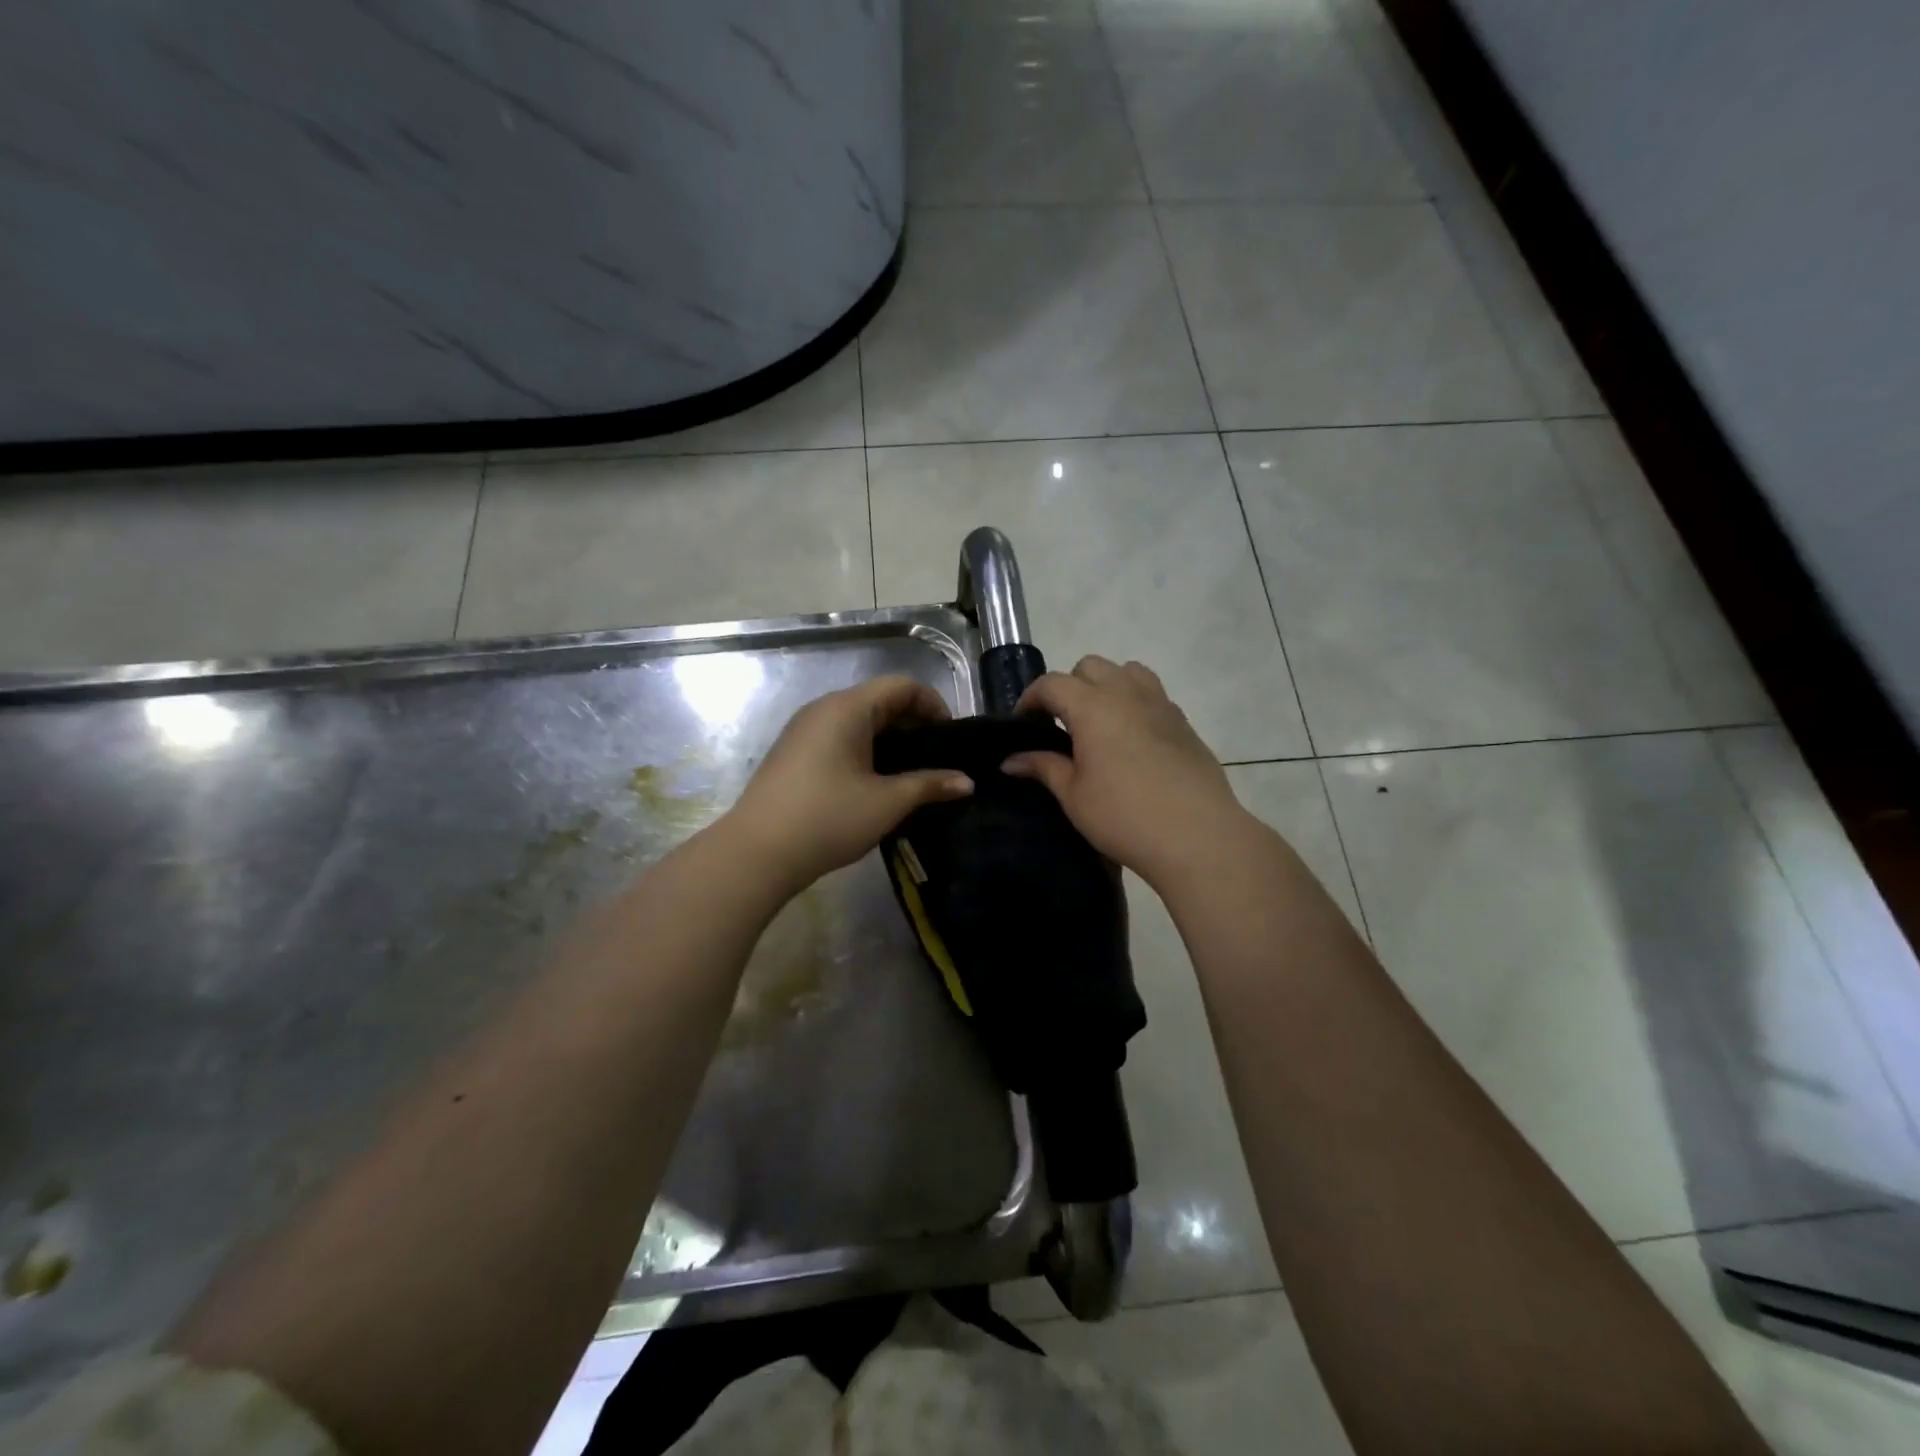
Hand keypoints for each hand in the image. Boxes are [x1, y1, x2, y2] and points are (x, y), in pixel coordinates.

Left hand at [724, 676, 973, 894]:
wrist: (757, 853)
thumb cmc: (828, 819)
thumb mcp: (888, 802)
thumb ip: (930, 785)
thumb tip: (967, 782)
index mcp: (847, 708)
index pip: (901, 686)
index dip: (934, 705)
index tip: (952, 738)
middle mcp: (824, 709)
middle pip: (880, 700)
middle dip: (914, 725)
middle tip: (938, 759)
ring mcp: (804, 730)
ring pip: (858, 721)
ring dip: (890, 740)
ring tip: (913, 774)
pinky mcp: (794, 753)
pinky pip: (839, 738)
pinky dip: (865, 750)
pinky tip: (876, 783)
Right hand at [1004, 656, 1247, 888]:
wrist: (1198, 836)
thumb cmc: (1124, 817)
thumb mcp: (1074, 796)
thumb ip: (1043, 767)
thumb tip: (1010, 760)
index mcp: (1093, 706)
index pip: (1052, 683)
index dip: (1031, 699)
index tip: (1023, 725)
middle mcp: (1127, 694)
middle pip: (1090, 667)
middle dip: (1068, 686)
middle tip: (1060, 724)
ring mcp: (1161, 704)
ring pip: (1127, 671)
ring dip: (1106, 686)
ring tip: (1098, 722)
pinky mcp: (1184, 722)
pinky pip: (1152, 694)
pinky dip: (1133, 703)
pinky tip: (1131, 740)